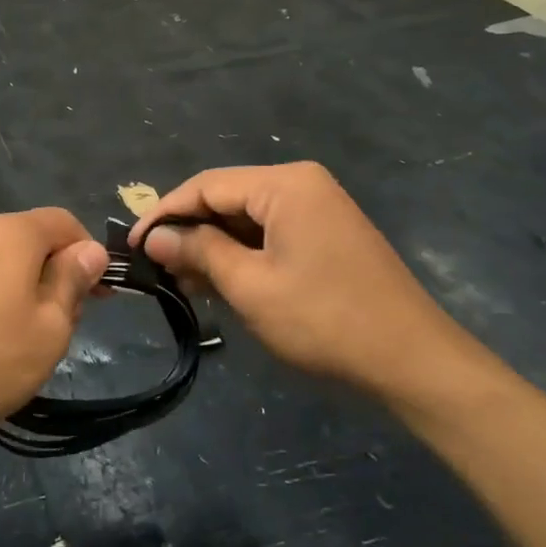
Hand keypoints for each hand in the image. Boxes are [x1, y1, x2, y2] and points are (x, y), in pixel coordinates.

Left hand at [0, 208, 108, 455]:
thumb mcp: (51, 326)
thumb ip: (73, 280)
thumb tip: (91, 251)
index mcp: (11, 233)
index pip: (64, 222)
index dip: (89, 254)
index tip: (100, 296)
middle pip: (31, 241)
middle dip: (55, 275)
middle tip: (64, 327)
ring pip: (1, 263)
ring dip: (24, 290)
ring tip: (25, 341)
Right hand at [131, 163, 484, 405]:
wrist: (413, 361)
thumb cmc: (325, 320)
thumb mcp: (250, 286)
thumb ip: (198, 251)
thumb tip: (154, 236)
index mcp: (285, 184)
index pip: (206, 185)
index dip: (164, 214)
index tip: (132, 246)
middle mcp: (302, 184)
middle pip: (226, 198)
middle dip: (188, 232)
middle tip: (155, 269)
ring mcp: (318, 209)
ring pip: (246, 219)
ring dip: (212, 248)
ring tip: (180, 281)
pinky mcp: (326, 235)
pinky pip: (269, 235)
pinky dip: (241, 256)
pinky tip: (218, 283)